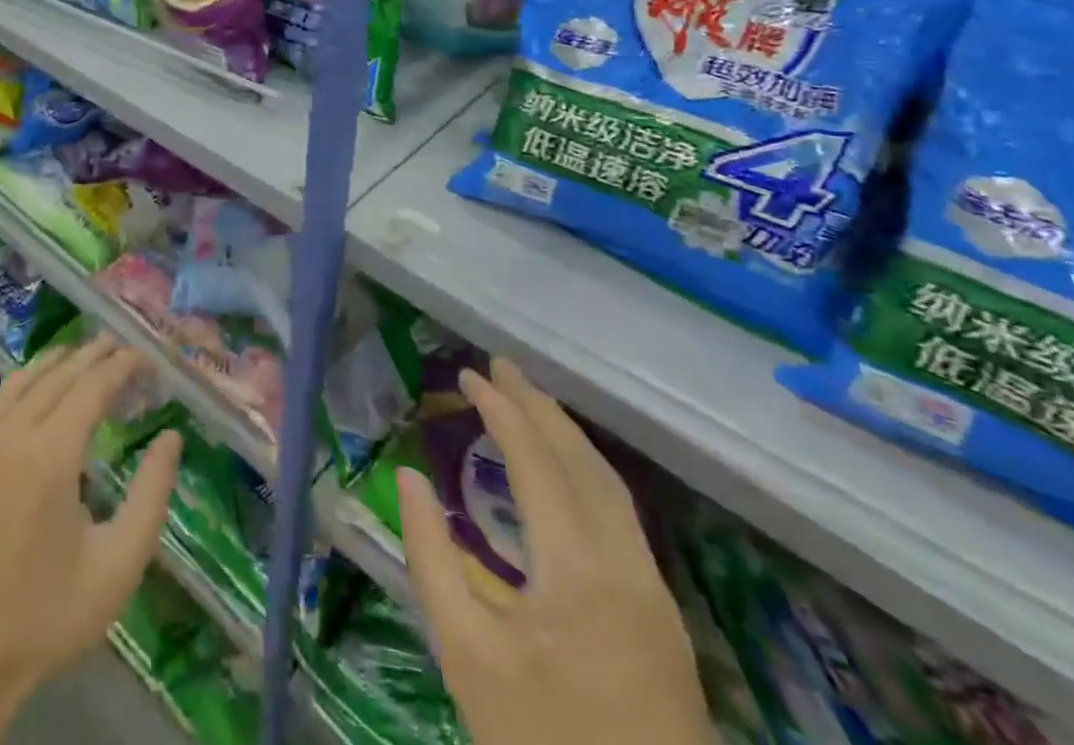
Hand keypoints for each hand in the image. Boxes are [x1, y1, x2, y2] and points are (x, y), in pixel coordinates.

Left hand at [0, 337, 181, 741]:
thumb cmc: (43, 617)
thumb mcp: (116, 566)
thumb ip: (151, 495)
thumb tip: (171, 438)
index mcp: (50, 454)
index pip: (93, 385)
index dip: (123, 365)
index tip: (149, 357)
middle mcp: (13, 433)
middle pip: (59, 373)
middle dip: (94, 354)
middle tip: (124, 347)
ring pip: (25, 379)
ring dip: (59, 361)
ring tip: (86, 354)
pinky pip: (1, 400)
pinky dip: (28, 380)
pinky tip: (39, 390)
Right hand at [397, 359, 717, 744]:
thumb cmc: (540, 741)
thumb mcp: (466, 655)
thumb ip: (432, 558)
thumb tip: (410, 479)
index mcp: (577, 570)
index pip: (537, 461)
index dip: (502, 410)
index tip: (469, 374)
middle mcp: (625, 566)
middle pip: (583, 461)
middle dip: (539, 405)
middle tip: (499, 366)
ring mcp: (653, 592)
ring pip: (611, 486)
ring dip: (567, 433)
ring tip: (528, 400)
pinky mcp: (662, 616)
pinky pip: (622, 514)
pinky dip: (587, 469)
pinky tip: (565, 470)